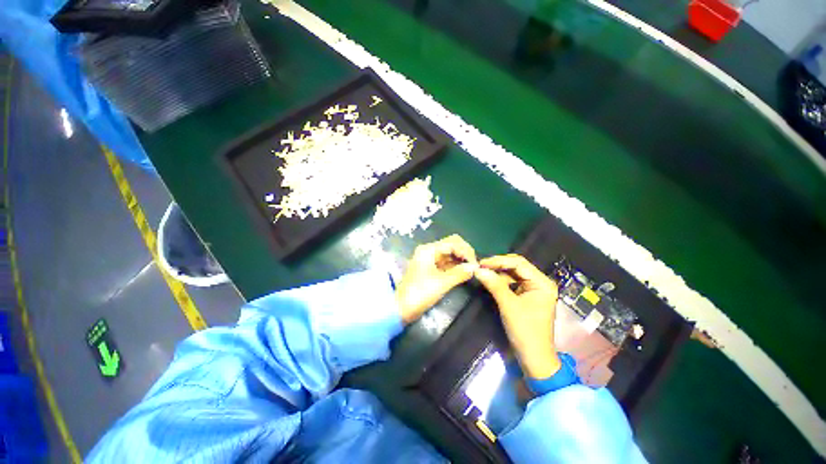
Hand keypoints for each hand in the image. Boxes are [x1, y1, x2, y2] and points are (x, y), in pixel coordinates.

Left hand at [395, 235, 477, 323]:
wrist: (401, 308)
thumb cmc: (420, 294)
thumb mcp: (441, 283)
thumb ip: (459, 273)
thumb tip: (474, 267)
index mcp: (429, 250)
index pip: (453, 242)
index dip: (466, 251)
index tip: (475, 264)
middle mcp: (429, 251)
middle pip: (451, 245)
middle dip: (464, 254)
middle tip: (474, 267)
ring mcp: (430, 259)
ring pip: (450, 254)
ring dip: (461, 260)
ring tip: (472, 270)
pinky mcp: (431, 268)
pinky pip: (446, 263)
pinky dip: (455, 266)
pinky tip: (464, 272)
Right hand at [474, 254, 560, 378]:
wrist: (534, 358)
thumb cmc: (525, 331)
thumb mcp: (508, 305)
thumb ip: (494, 284)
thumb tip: (478, 269)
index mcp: (542, 283)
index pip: (519, 263)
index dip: (499, 261)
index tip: (481, 263)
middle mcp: (540, 282)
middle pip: (517, 267)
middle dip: (498, 265)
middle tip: (480, 266)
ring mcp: (533, 289)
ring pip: (513, 274)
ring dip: (498, 272)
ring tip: (482, 271)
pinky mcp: (527, 296)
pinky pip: (512, 283)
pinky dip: (501, 281)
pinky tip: (490, 280)